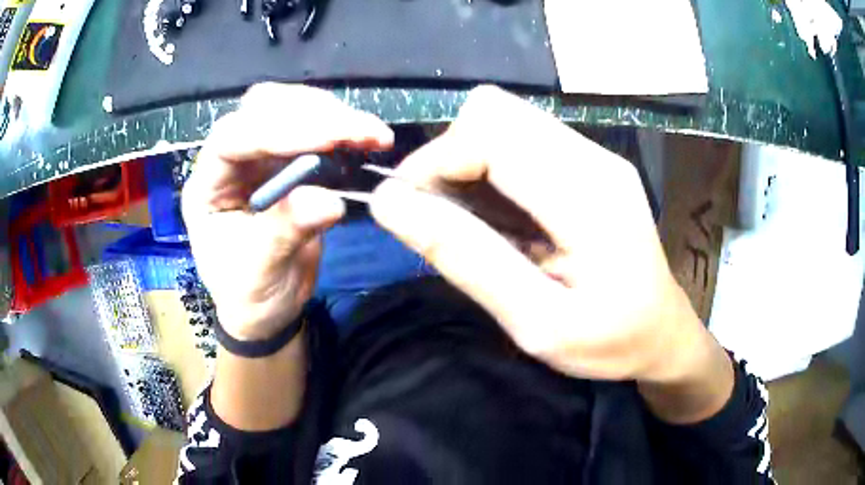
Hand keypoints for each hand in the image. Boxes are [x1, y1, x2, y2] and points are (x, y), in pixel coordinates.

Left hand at [182, 83, 393, 340]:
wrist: (264, 306)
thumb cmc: (248, 295)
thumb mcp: (259, 274)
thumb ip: (285, 233)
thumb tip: (330, 201)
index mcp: (207, 187)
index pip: (232, 140)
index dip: (277, 132)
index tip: (329, 139)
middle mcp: (230, 162)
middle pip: (260, 110)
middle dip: (310, 114)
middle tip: (359, 131)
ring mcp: (259, 157)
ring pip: (288, 109)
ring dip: (331, 116)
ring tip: (370, 134)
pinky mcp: (287, 161)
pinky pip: (312, 129)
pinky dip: (341, 130)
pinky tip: (364, 140)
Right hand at [370, 86, 722, 387]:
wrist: (662, 333)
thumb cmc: (609, 341)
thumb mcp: (534, 321)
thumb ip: (465, 258)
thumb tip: (390, 204)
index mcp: (588, 195)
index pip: (488, 133)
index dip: (434, 162)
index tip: (408, 209)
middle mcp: (593, 157)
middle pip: (493, 111)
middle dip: (449, 156)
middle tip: (442, 216)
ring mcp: (595, 154)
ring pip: (504, 119)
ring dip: (469, 160)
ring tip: (473, 221)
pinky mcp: (590, 162)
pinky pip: (523, 139)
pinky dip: (492, 166)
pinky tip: (502, 214)